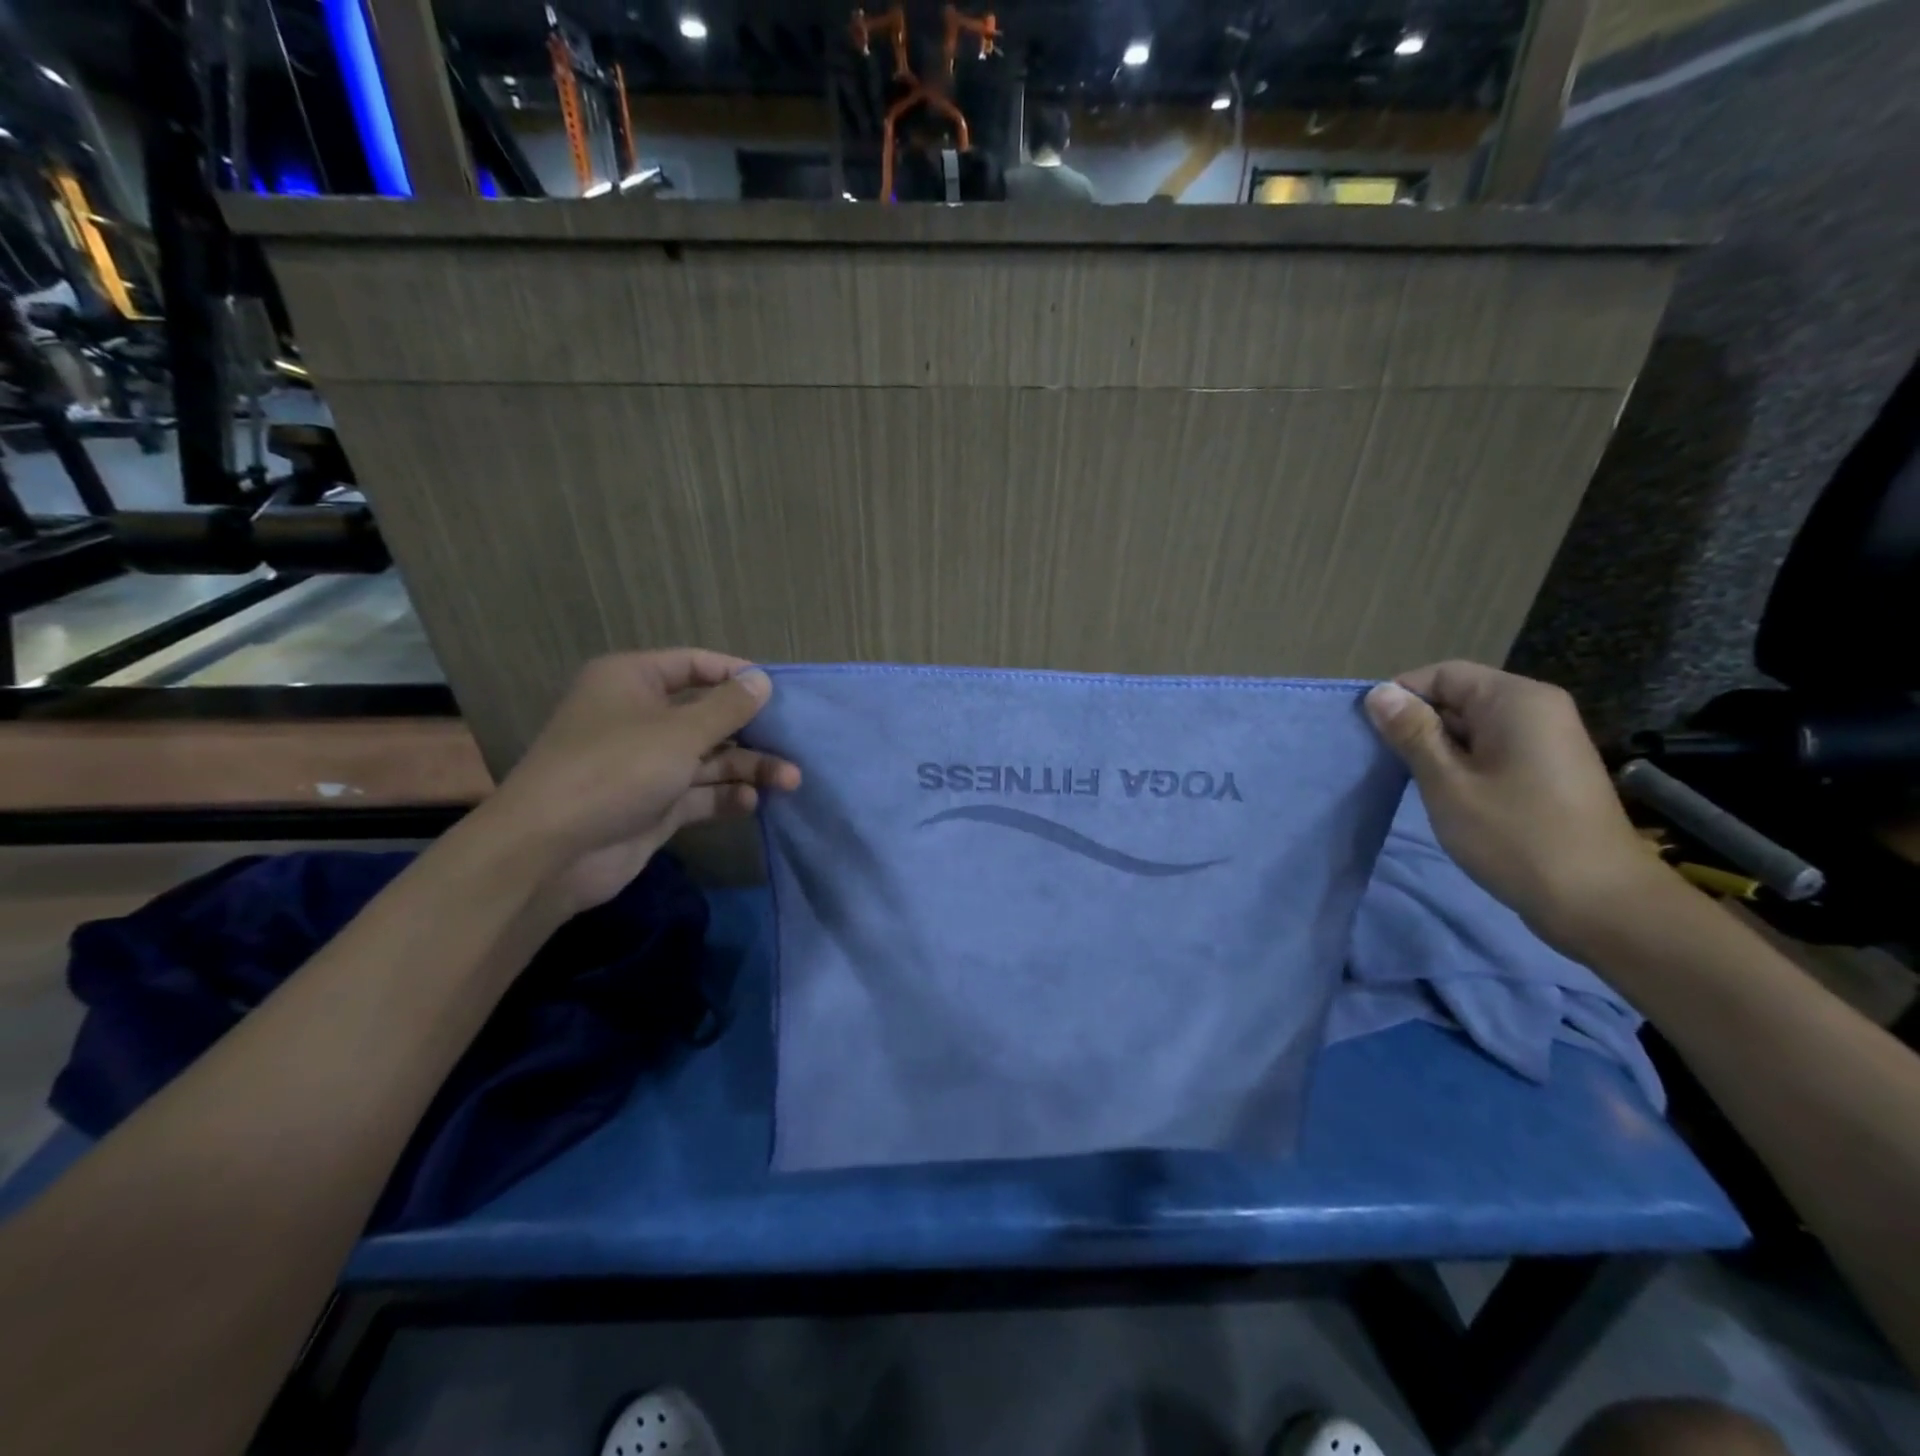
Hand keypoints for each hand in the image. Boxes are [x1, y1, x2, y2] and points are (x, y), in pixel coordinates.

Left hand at [480, 650, 799, 918]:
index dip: (737, 675)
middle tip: (794, 744)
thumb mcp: (680, 731)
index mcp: (633, 681)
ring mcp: (646, 764)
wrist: (551, 850)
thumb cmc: (616, 769)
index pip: (694, 665)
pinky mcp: (653, 804)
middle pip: (707, 715)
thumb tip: (762, 680)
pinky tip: (751, 803)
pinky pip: (698, 793)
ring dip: (748, 768)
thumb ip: (727, 707)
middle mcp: (640, 717)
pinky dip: (725, 797)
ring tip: (790, 781)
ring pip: (709, 758)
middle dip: (751, 732)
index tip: (778, 692)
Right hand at [1364, 661, 1665, 948]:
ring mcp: (1548, 740)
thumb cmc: (1514, 835)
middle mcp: (1537, 708)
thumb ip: (1412, 733)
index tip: (1371, 734)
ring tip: (1412, 781)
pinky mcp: (1549, 769)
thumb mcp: (1447, 782)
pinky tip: (1447, 794)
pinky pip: (1494, 749)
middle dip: (1419, 724)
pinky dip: (1464, 764)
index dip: (1401, 697)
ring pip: (1474, 726)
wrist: (1599, 902)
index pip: (1442, 674)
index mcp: (1515, 700)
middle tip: (1385, 762)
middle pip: (1460, 697)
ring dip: (1439, 748)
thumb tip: (1380, 693)